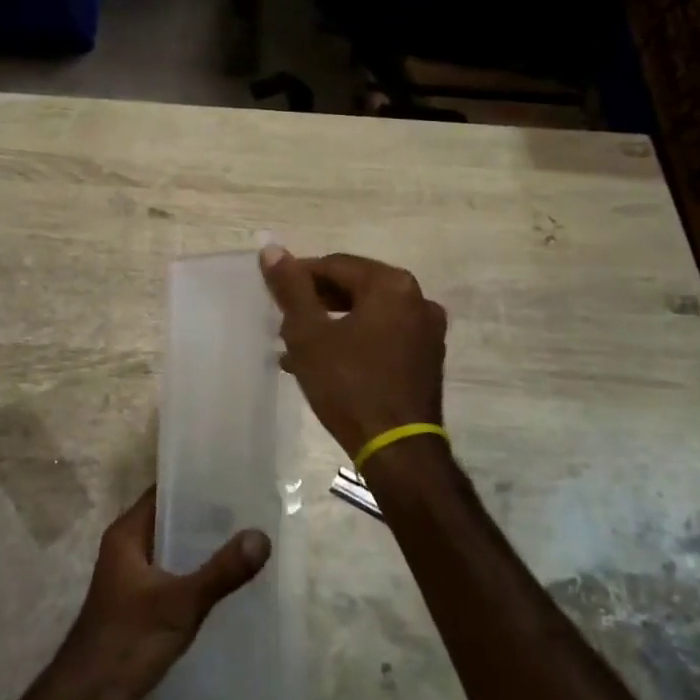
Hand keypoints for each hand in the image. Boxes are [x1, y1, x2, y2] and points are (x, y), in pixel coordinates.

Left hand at [53, 488, 270, 699]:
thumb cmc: (128, 641)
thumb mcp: (180, 604)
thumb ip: (221, 572)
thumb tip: (261, 536)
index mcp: (127, 533)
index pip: (163, 490)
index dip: (195, 480)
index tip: (233, 474)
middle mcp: (127, 547)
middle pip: (170, 517)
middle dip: (206, 513)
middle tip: (249, 505)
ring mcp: (132, 575)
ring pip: (172, 546)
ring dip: (201, 543)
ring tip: (244, 536)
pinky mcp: (140, 601)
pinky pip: (172, 571)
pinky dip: (194, 569)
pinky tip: (224, 577)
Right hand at [259, 246, 447, 457]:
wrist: (398, 450)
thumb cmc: (349, 385)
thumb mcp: (309, 334)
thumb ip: (291, 288)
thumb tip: (271, 248)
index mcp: (391, 284)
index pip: (334, 265)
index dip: (299, 277)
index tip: (273, 296)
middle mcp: (417, 299)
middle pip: (354, 287)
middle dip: (315, 303)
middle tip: (283, 323)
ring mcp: (427, 331)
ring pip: (367, 314)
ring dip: (331, 325)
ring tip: (295, 348)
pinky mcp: (427, 359)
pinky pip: (383, 336)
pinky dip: (354, 341)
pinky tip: (324, 365)